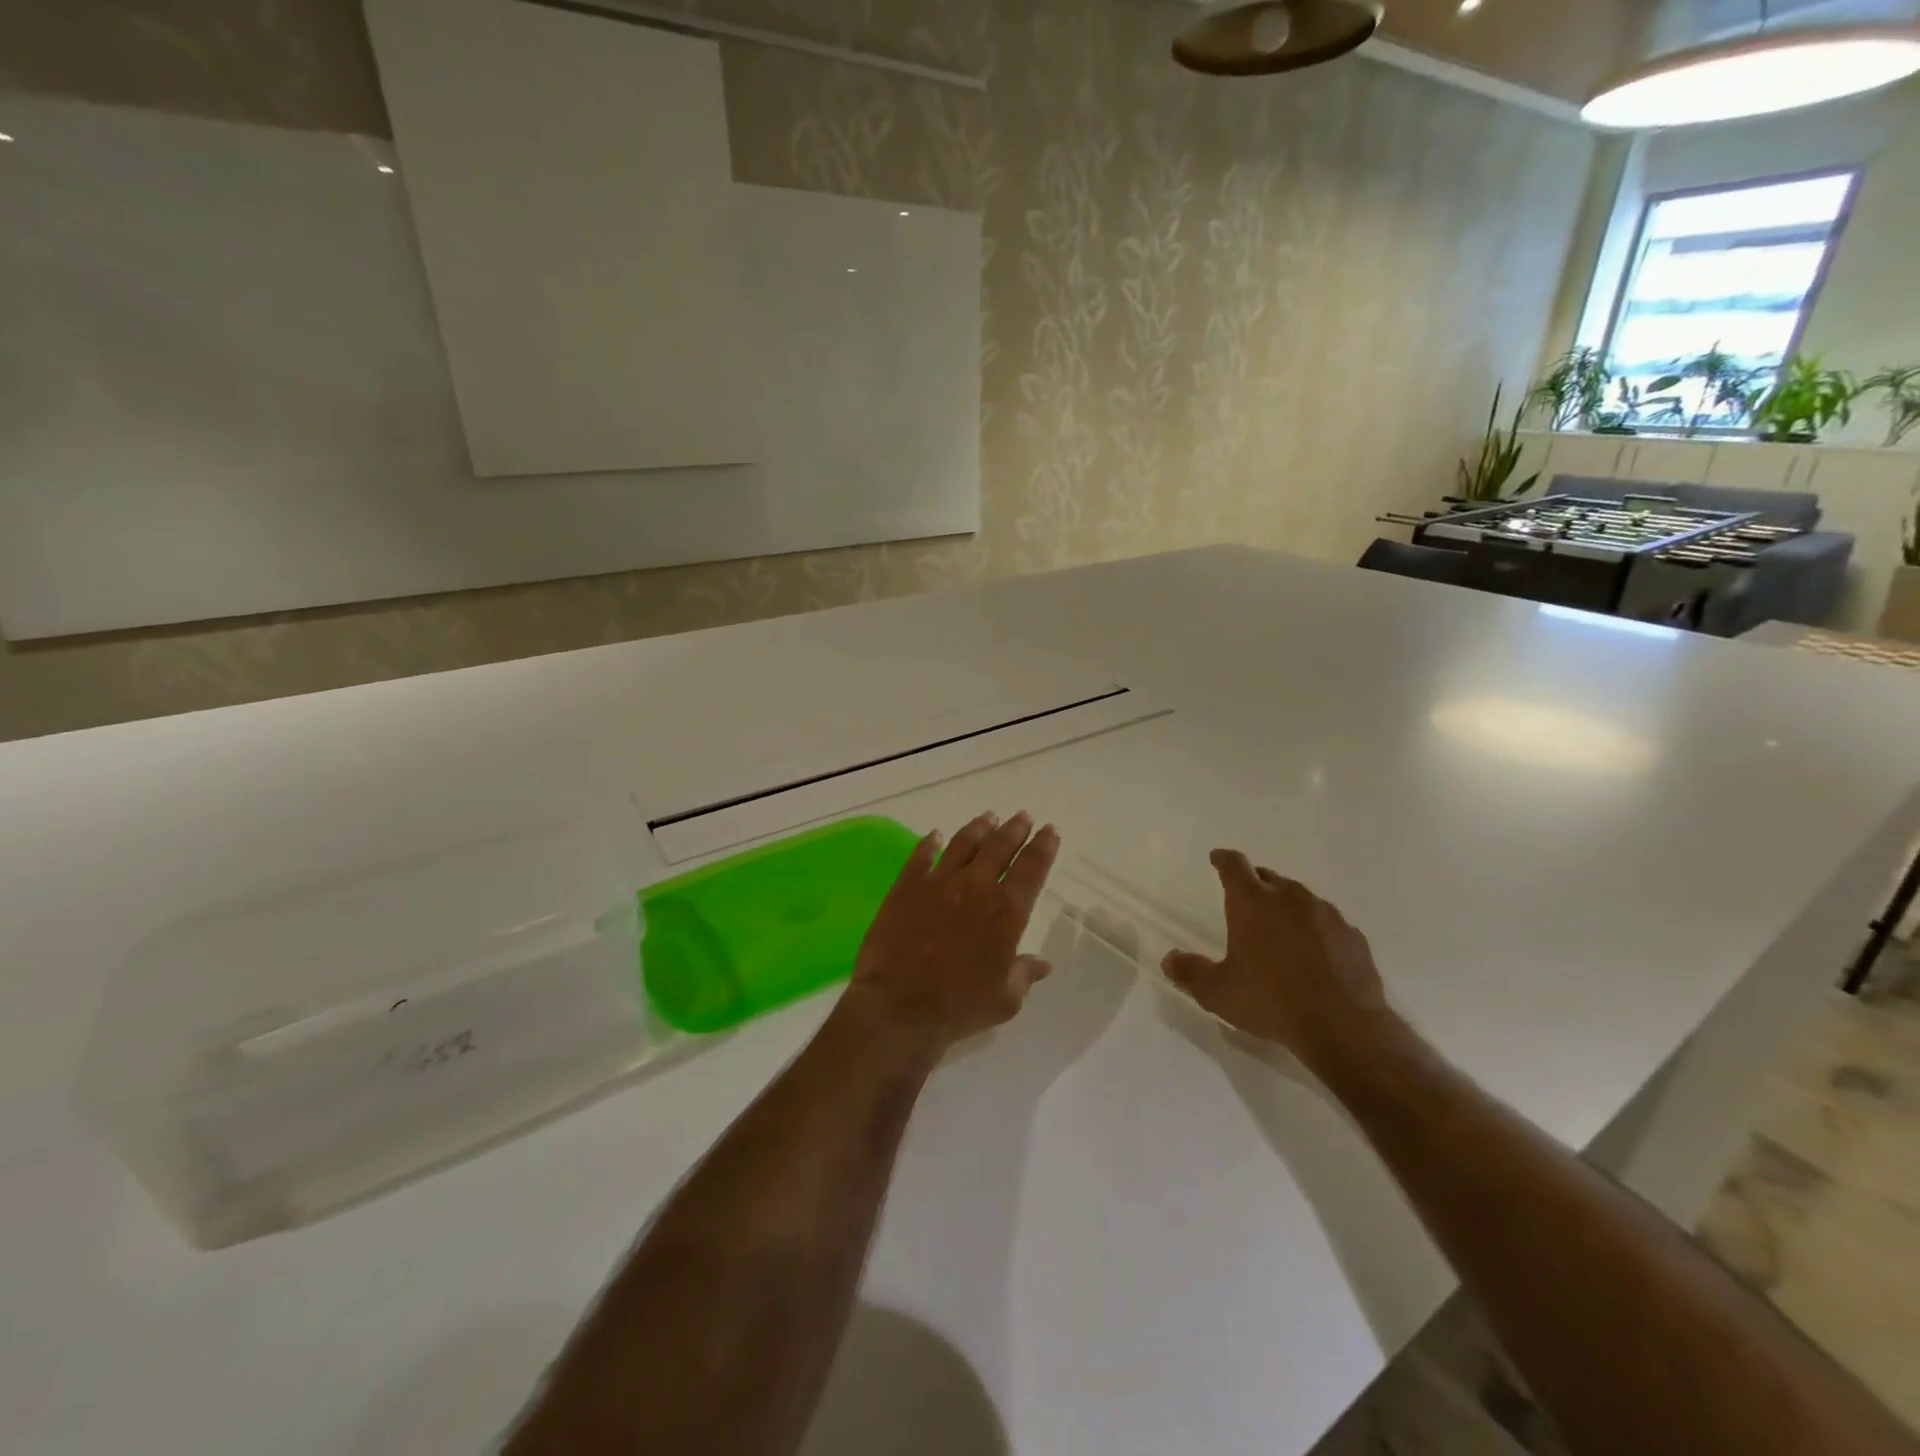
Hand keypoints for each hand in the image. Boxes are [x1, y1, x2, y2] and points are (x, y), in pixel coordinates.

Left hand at [844, 812, 1060, 1049]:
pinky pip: (921, 856)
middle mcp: (975, 887)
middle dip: (1015, 829)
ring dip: (979, 828)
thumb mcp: (1005, 999)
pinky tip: (935, 835)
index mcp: (1006, 911)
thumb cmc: (959, 1007)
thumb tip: (1043, 964)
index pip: (1031, 869)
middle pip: (999, 847)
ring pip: (963, 843)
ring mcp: (938, 882)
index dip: (1043, 847)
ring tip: (989, 817)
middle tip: (1023, 817)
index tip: (1049, 831)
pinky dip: (930, 843)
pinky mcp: (906, 886)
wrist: (899, 1007)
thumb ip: (1025, 974)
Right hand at [1161, 849, 1392, 1073]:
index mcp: (1253, 902)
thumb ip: (1190, 972)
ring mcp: (1326, 914)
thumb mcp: (1218, 992)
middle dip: (1255, 884)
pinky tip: (1314, 955)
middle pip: (1268, 878)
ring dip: (1287, 907)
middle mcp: (1290, 897)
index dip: (1223, 859)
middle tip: (1246, 903)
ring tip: (1280, 931)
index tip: (1217, 858)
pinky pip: (1327, 923)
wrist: (1344, 1027)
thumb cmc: (1271, 1001)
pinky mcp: (1353, 936)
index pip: (1234, 865)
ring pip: (1301, 898)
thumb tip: (1169, 960)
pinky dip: (1316, 930)